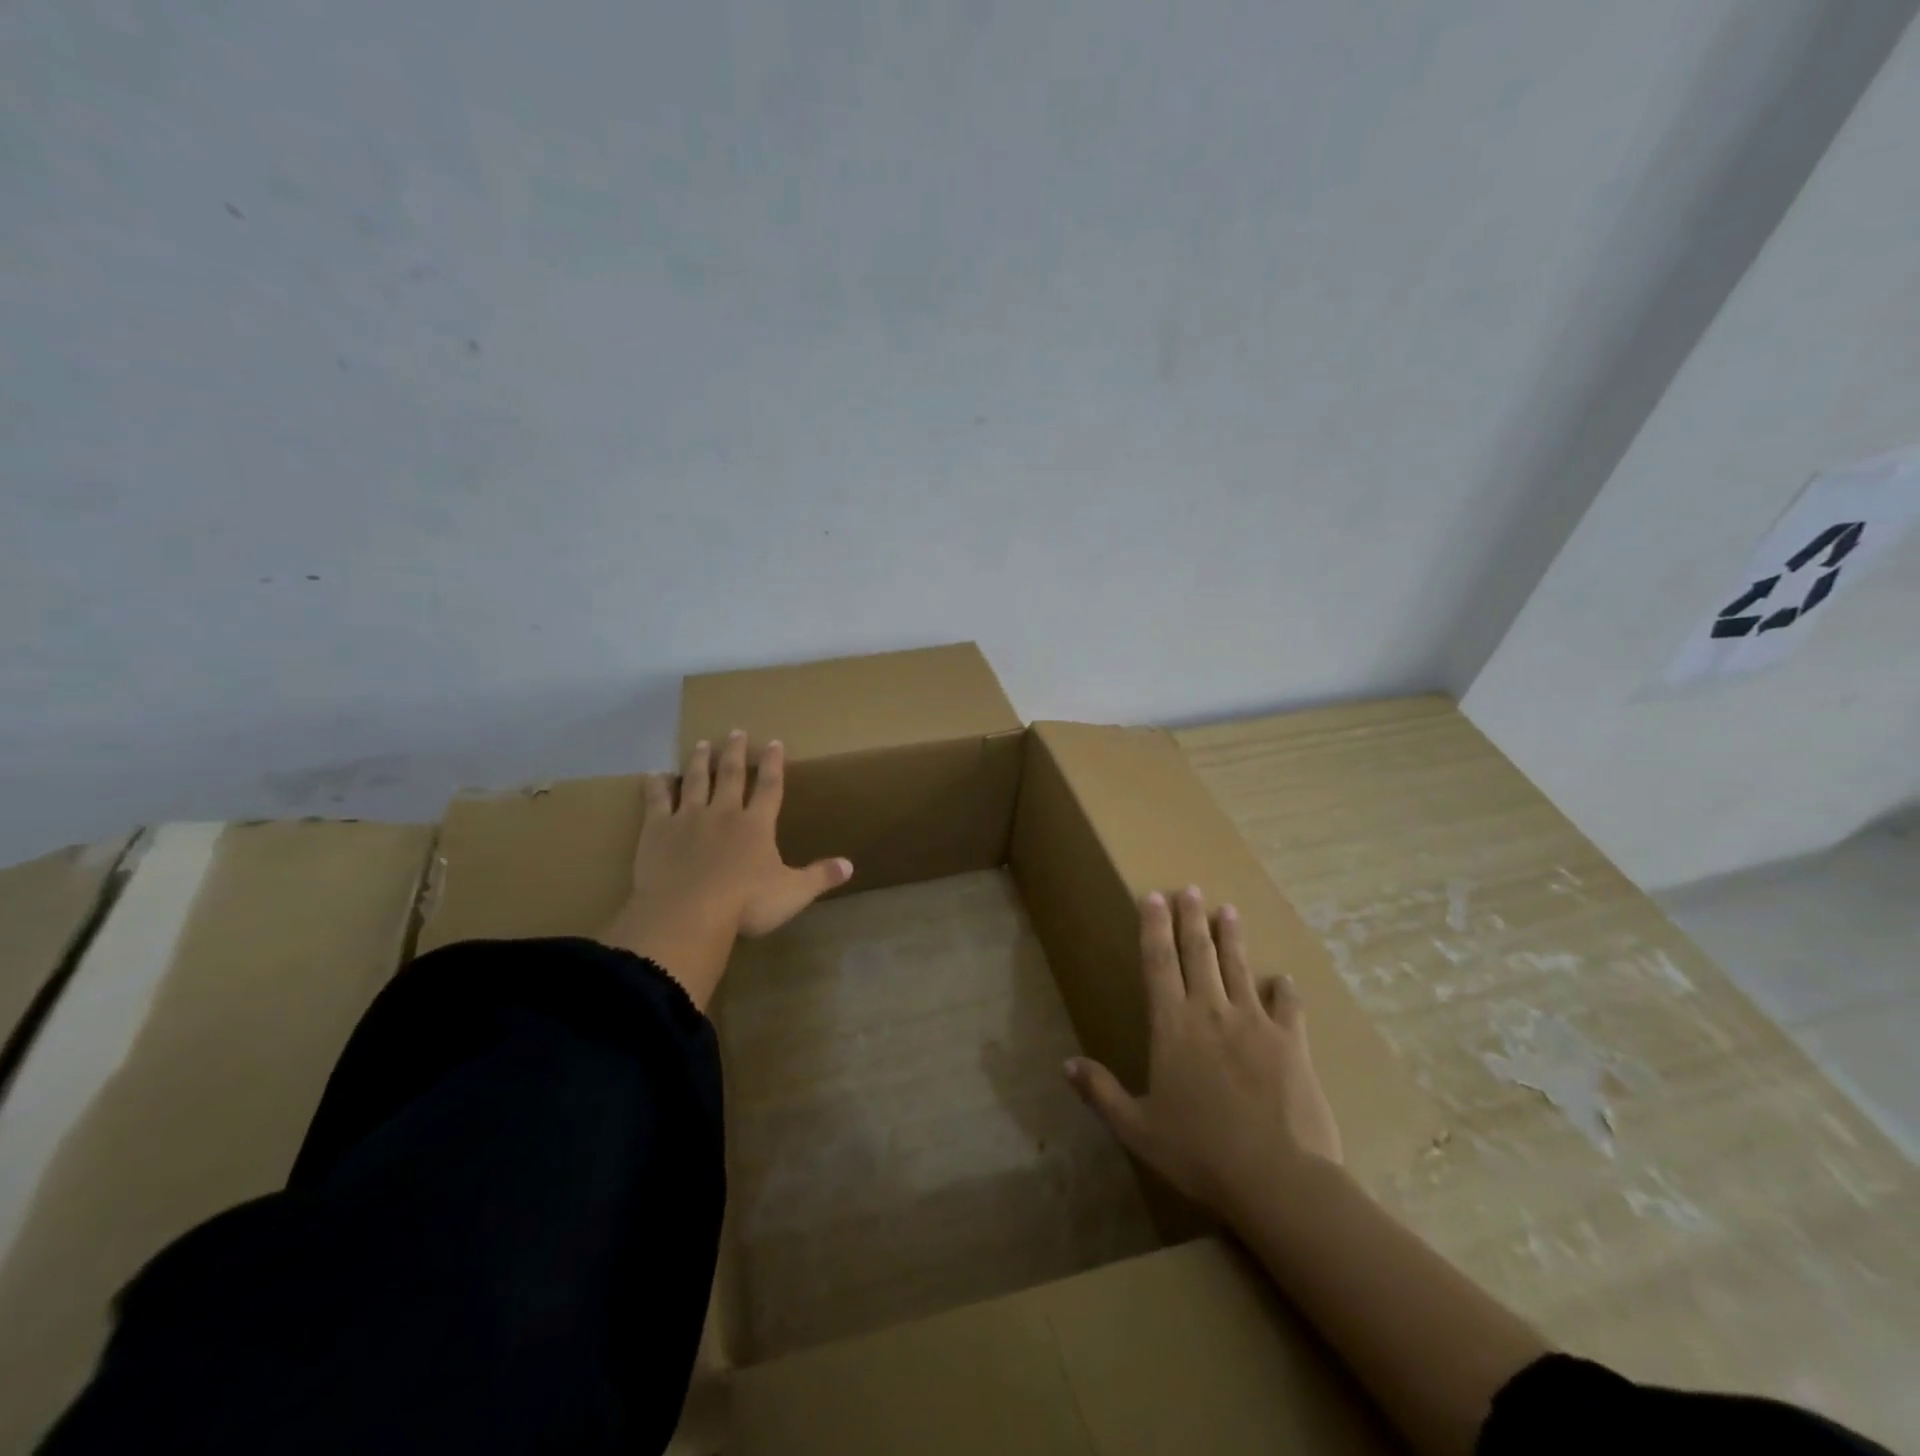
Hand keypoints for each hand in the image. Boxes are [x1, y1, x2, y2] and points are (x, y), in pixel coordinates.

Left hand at [600, 731, 852, 1008]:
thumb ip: (820, 876)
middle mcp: (724, 813)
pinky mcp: (657, 830)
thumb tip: (850, 865)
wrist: (688, 913)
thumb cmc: (745, 904)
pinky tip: (655, 774)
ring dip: (700, 762)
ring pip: (695, 781)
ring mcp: (688, 818)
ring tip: (702, 744)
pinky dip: (656, 786)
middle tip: (735, 732)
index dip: (773, 764)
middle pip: (730, 775)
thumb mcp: (793, 893)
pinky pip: (656, 801)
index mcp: (757, 825)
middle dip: (735, 753)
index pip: (769, 787)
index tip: (774, 742)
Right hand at [1065, 886, 1341, 1217]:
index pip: (1158, 962)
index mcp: (1172, 1026)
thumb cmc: (1199, 1152)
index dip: (1154, 927)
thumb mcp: (1138, 1128)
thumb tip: (1066, 1064)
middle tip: (1189, 889)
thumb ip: (1101, 1092)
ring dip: (1232, 937)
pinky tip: (1283, 978)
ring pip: (1239, 967)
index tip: (1153, 897)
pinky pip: (1287, 1006)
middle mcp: (1211, 1012)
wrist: (1277, 1178)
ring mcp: (1255, 1023)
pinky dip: (1284, 989)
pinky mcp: (1291, 1043)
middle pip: (1199, 953)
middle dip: (1191, 918)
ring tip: (1228, 910)